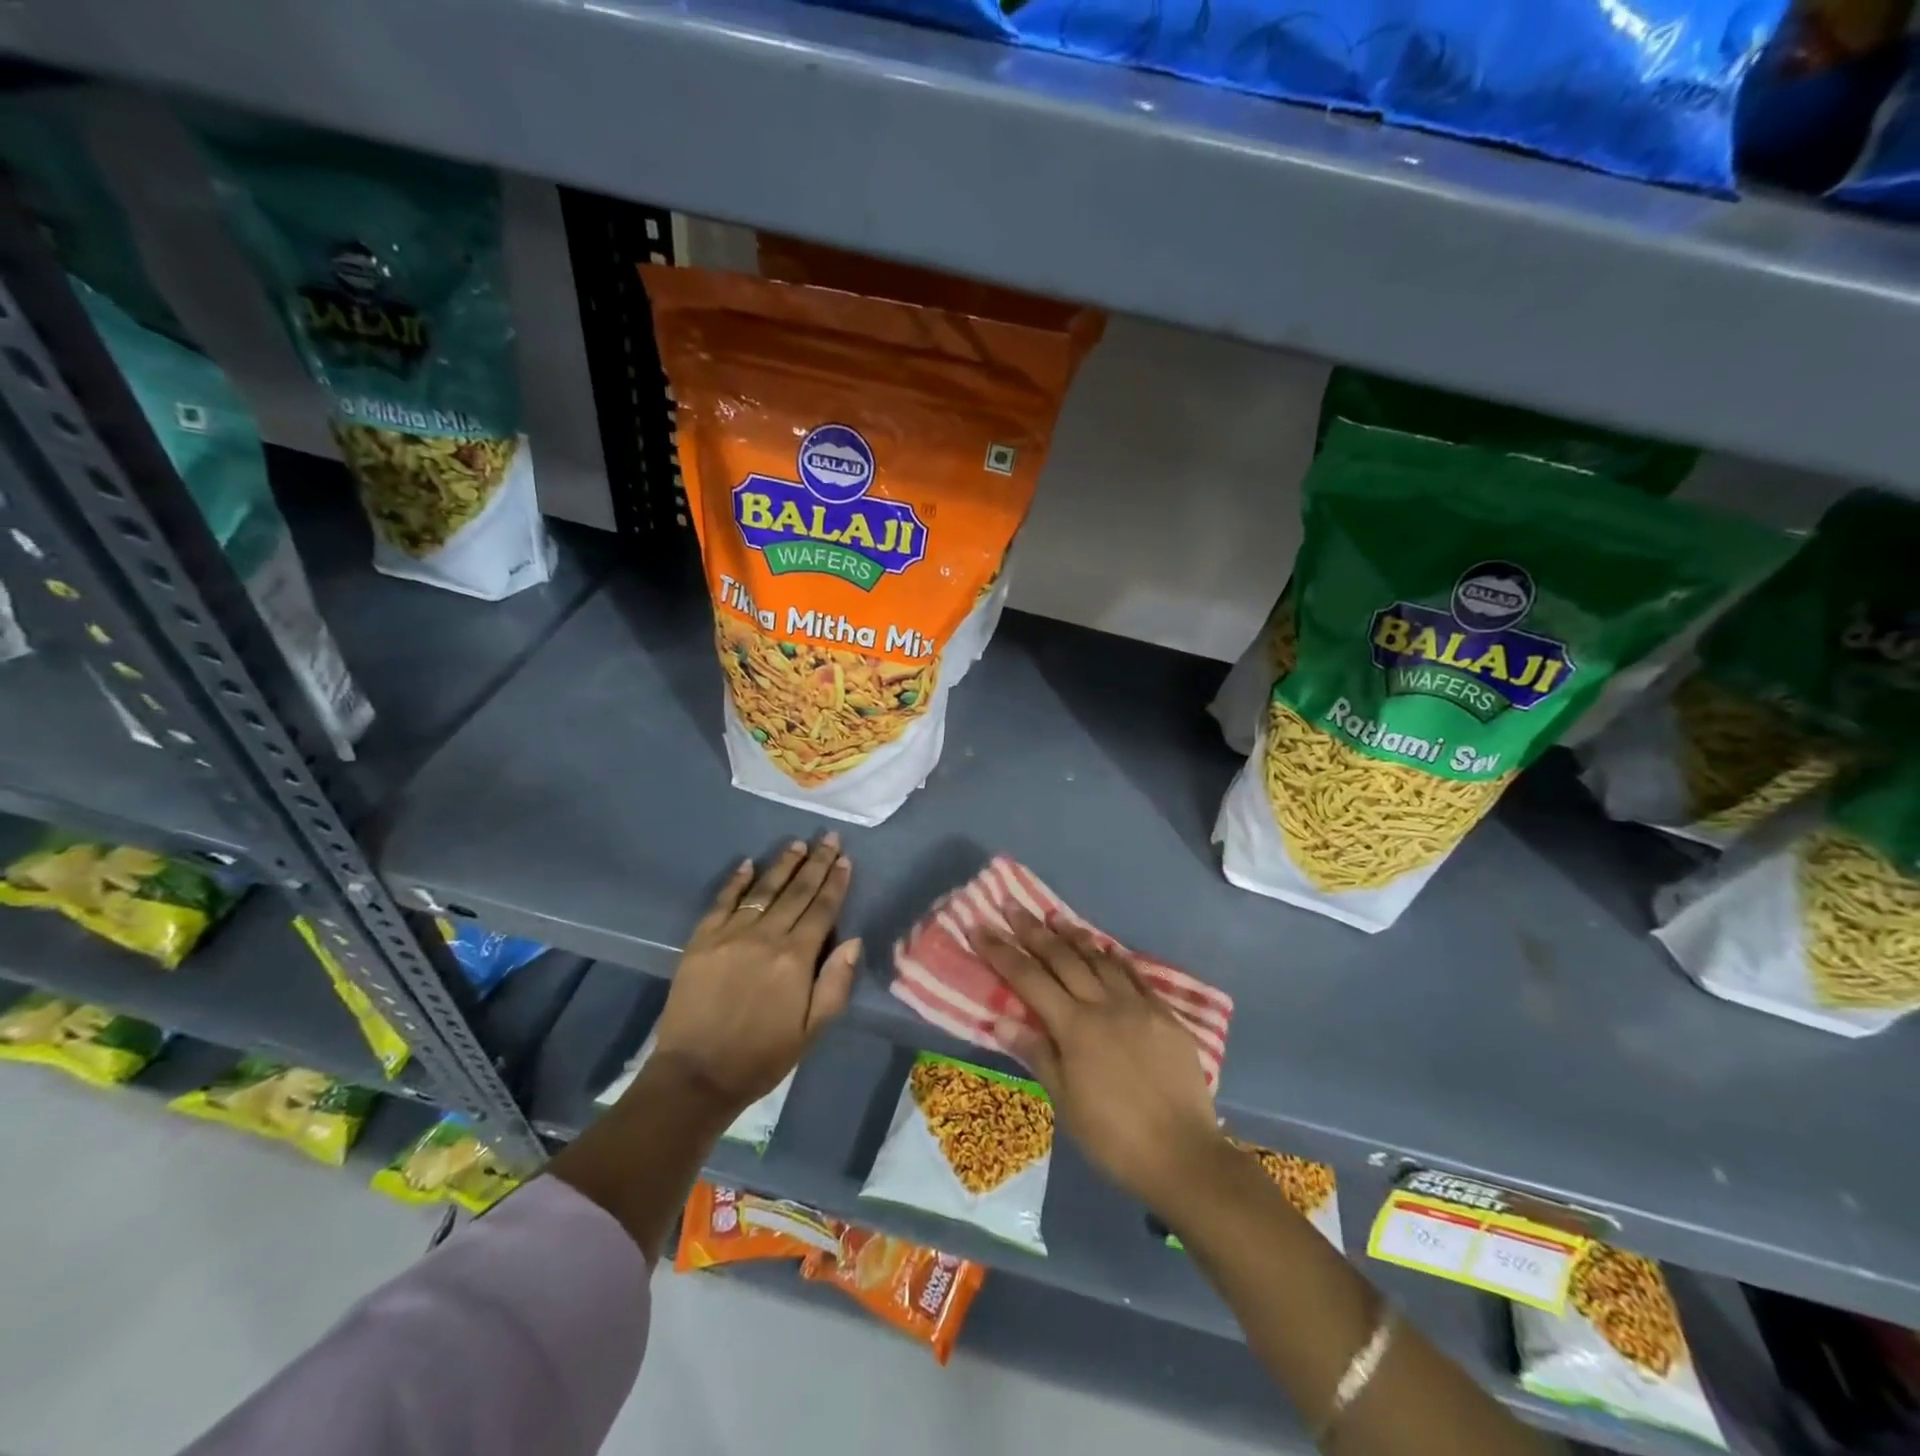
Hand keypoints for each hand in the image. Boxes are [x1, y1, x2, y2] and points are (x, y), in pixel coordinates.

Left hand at [648, 835, 858, 1113]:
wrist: (696, 1075)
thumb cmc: (762, 1056)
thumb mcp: (812, 1031)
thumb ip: (835, 984)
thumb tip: (852, 940)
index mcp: (796, 958)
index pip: (821, 910)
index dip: (835, 883)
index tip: (844, 859)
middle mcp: (765, 937)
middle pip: (796, 892)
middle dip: (815, 863)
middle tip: (827, 837)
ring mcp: (730, 934)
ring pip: (763, 890)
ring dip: (782, 864)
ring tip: (797, 844)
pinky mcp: (701, 940)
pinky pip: (722, 901)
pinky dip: (736, 881)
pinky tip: (748, 864)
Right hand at [971, 909, 1224, 1212]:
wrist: (1183, 1154)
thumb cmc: (1114, 1136)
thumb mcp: (1066, 1101)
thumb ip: (1037, 1053)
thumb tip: (1000, 1019)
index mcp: (1074, 1027)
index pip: (1028, 979)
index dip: (1002, 951)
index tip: (981, 926)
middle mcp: (1104, 1005)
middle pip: (1062, 958)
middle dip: (1033, 930)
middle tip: (1012, 905)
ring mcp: (1137, 1005)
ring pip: (1099, 958)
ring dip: (1073, 935)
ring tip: (1053, 915)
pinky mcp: (1164, 1014)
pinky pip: (1134, 974)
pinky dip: (1115, 957)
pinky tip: (1105, 946)